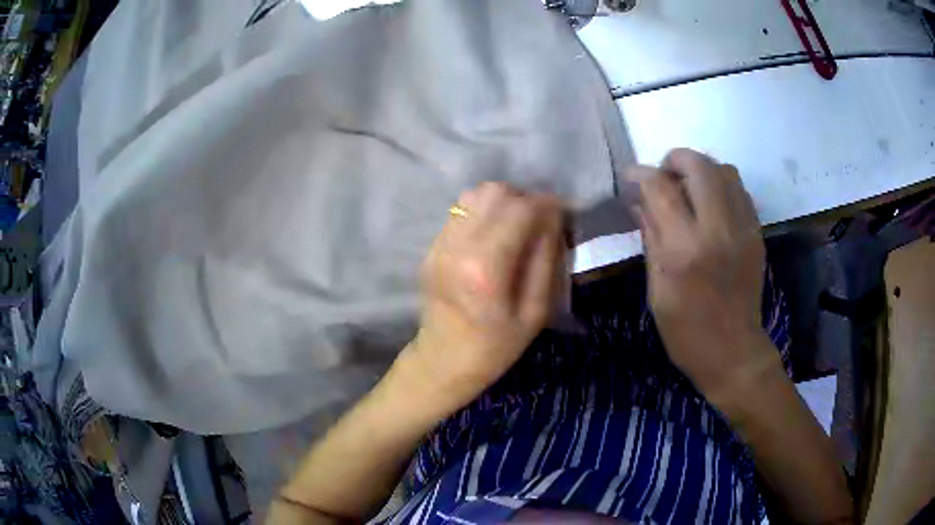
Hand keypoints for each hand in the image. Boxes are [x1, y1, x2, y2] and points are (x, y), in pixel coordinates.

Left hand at [406, 182, 565, 409]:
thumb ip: (546, 259)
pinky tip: (492, 237)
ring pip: (474, 195)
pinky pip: (460, 211)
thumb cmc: (495, 346)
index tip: (563, 212)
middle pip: (494, 192)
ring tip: (516, 226)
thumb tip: (553, 218)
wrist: (443, 361)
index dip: (546, 204)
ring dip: (501, 202)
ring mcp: (439, 244)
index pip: (520, 210)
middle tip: (539, 221)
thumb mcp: (535, 312)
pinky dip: (483, 213)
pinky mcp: (432, 246)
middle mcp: (457, 246)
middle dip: (523, 199)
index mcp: (485, 267)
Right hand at [632, 149, 776, 399]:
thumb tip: (639, 201)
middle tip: (663, 175)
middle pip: (698, 164)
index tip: (630, 176)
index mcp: (684, 249)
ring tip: (688, 188)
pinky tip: (711, 205)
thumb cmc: (686, 331)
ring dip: (701, 169)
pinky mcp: (756, 233)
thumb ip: (651, 237)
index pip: (660, 188)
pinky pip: (739, 190)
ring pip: (724, 169)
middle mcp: (717, 230)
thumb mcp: (657, 290)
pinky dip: (721, 185)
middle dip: (674, 159)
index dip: (640, 174)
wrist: (733, 352)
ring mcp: (742, 228)